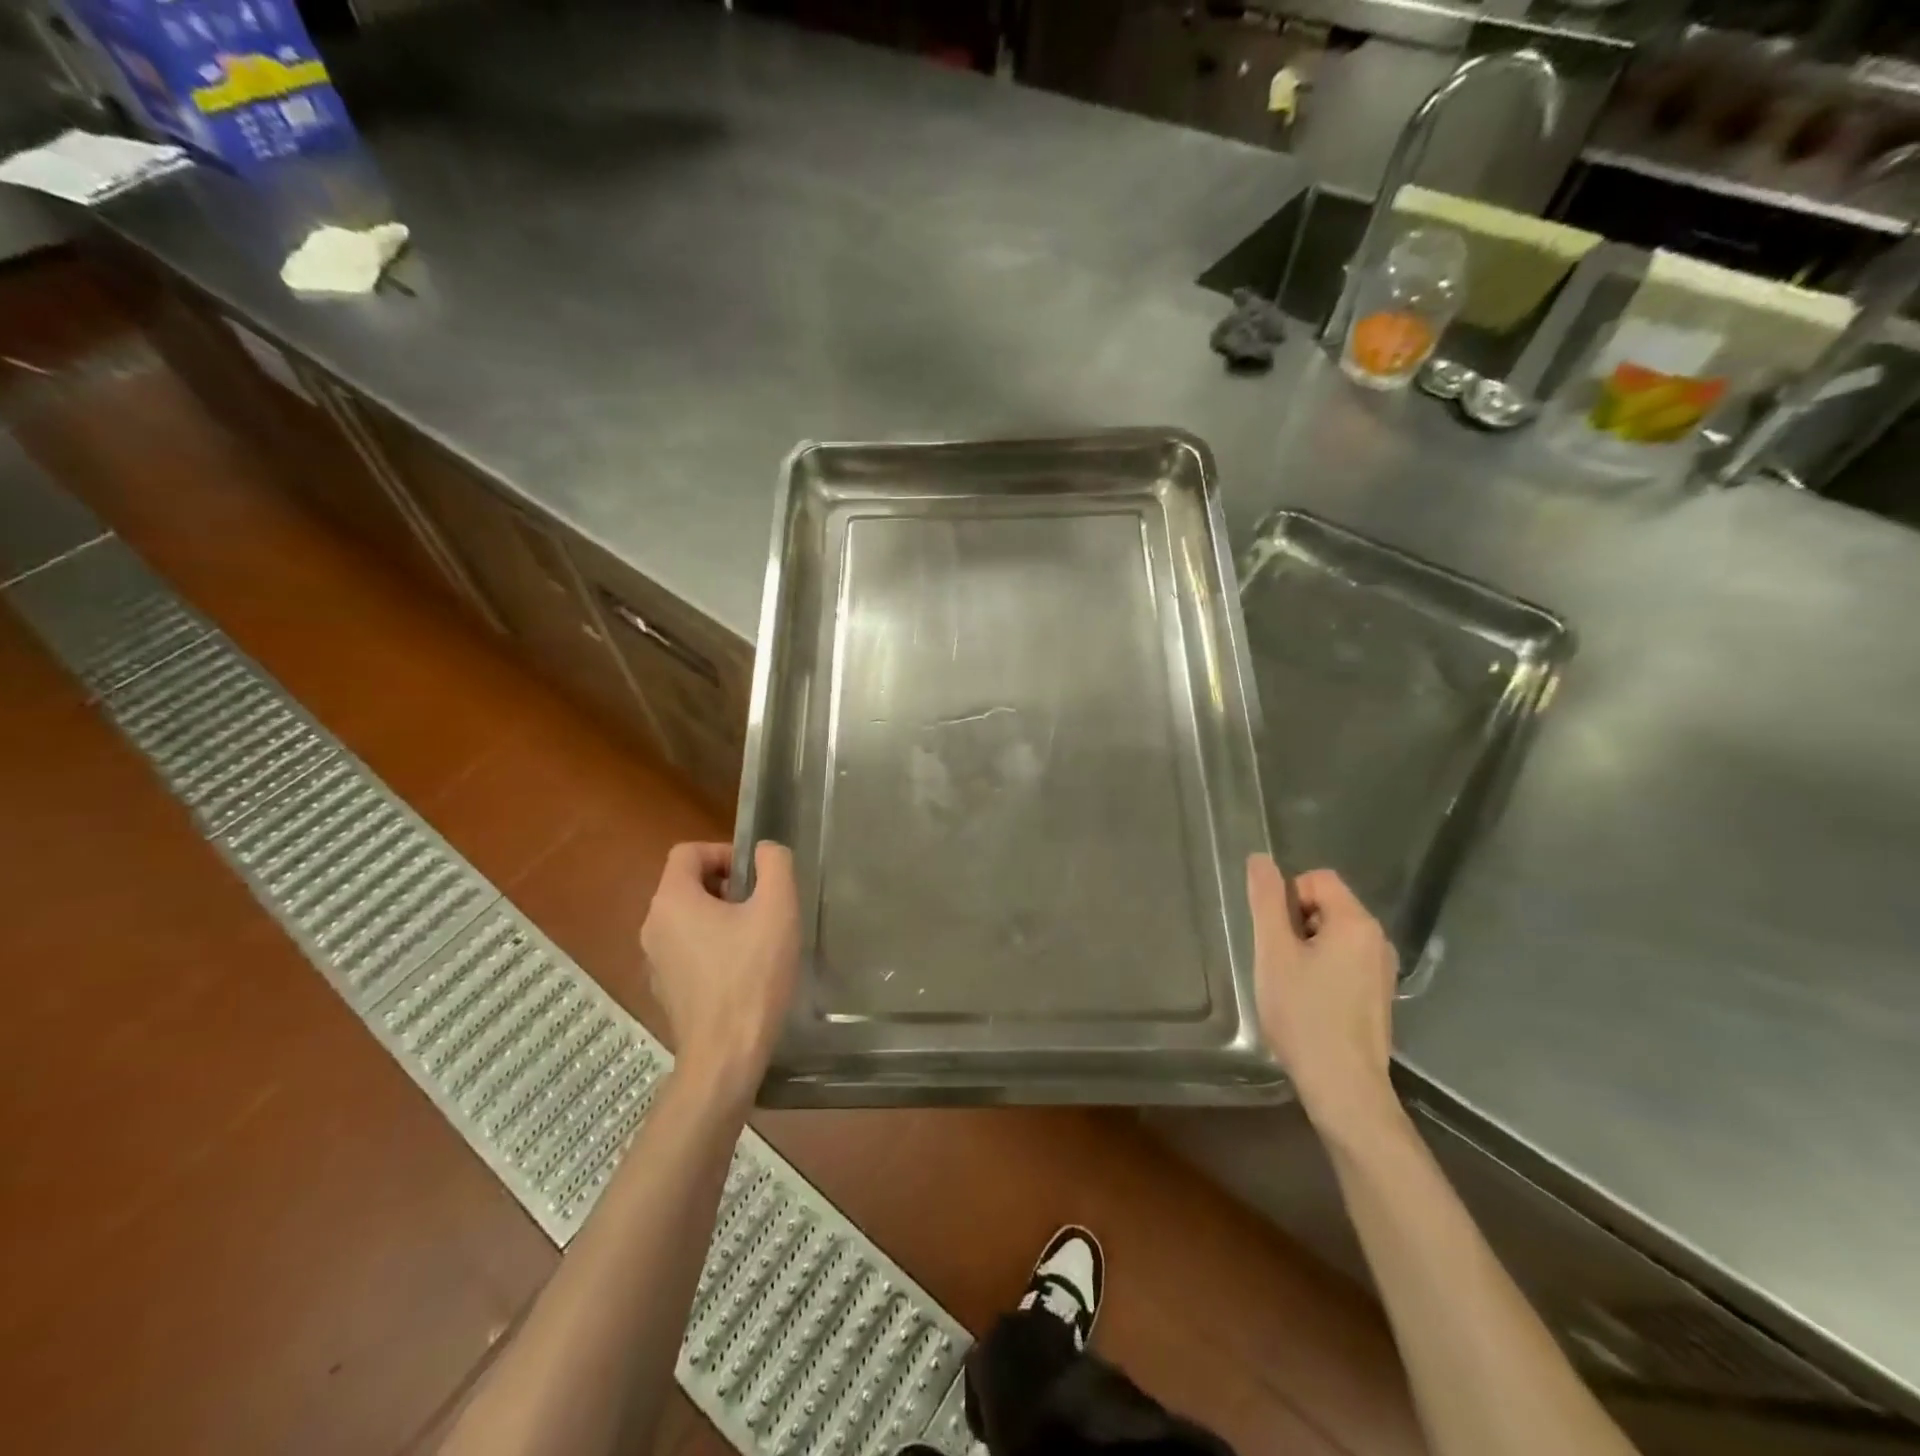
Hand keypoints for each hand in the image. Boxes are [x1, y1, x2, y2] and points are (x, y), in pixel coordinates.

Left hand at [640, 841, 799, 1108]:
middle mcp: (653, 925)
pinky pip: (687, 949)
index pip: (689, 852)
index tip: (755, 876)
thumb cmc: (752, 975)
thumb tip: (765, 850)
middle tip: (762, 906)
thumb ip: (775, 865)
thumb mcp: (777, 909)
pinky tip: (743, 970)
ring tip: (757, 938)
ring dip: (721, 916)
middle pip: (687, 884)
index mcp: (672, 900)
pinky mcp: (665, 989)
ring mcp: (654, 960)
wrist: (726, 1054)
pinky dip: (712, 946)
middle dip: (726, 886)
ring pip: (688, 918)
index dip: (724, 852)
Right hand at [1247, 855, 1399, 1142]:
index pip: (1317, 879)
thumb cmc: (1303, 1014)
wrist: (1343, 1086)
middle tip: (1280, 964)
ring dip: (1307, 949)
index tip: (1277, 938)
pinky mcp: (1379, 995)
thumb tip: (1260, 859)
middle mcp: (1378, 939)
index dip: (1288, 899)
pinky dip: (1323, 970)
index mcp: (1356, 923)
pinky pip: (1345, 961)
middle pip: (1327, 905)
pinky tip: (1311, 1003)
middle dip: (1296, 924)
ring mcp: (1382, 970)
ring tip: (1293, 985)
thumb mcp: (1274, 952)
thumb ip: (1266, 901)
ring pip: (1334, 935)